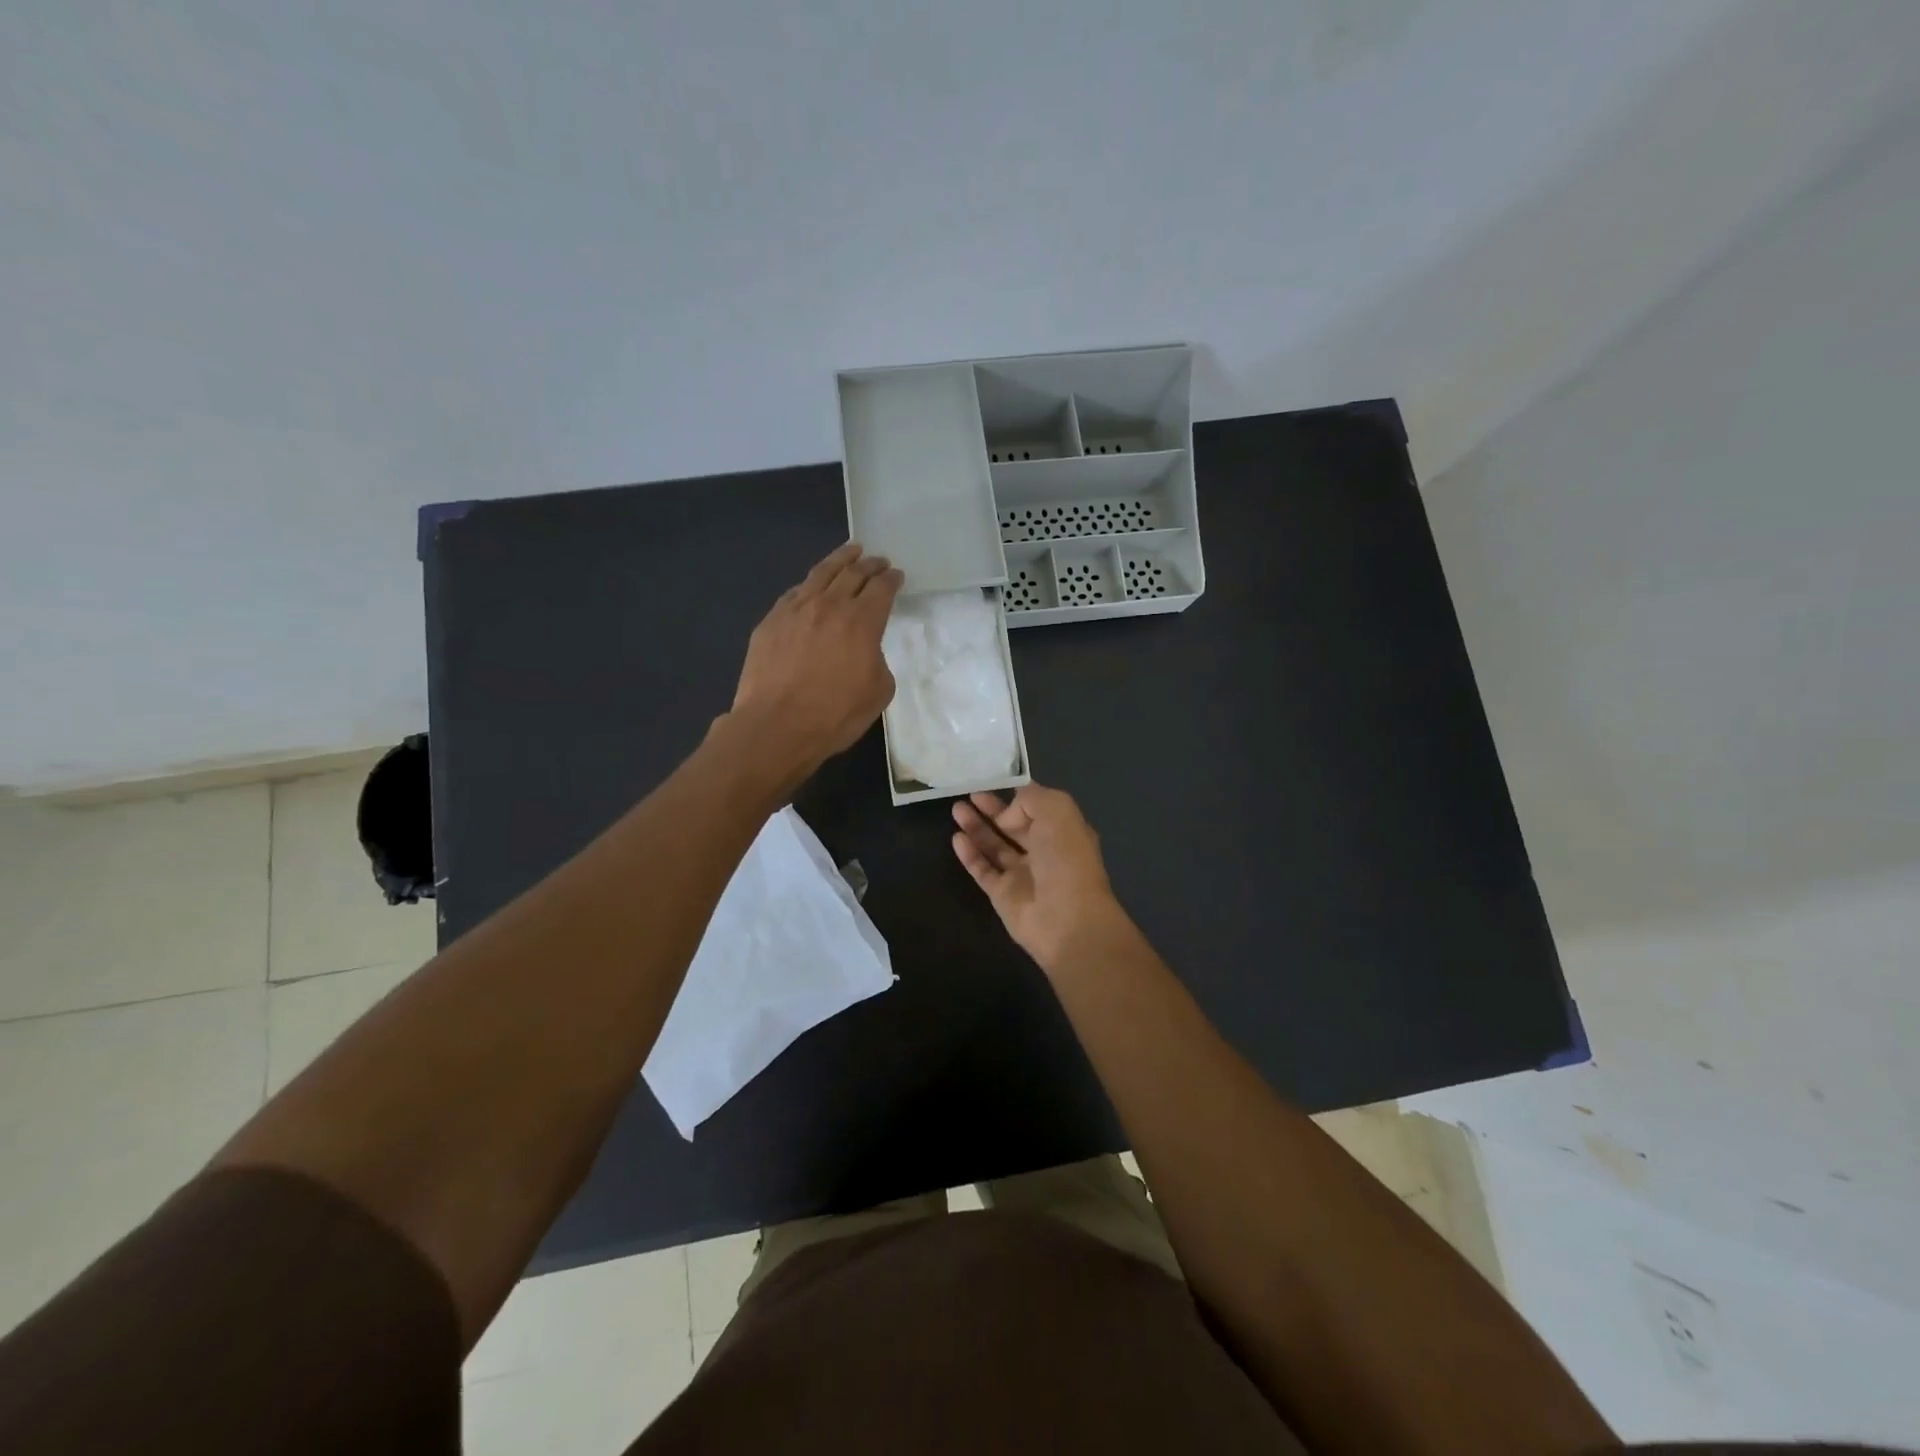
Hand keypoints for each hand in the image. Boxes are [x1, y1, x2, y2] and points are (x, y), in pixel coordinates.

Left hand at [730, 542, 903, 782]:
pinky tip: (812, 584)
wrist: (777, 726)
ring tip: (850, 551)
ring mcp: (796, 609)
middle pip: (853, 573)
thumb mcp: (878, 692)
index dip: (892, 579)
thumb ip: (878, 661)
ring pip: (821, 573)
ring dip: (840, 559)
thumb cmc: (834, 714)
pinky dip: (811, 583)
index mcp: (862, 621)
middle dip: (870, 564)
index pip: (881, 589)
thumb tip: (866, 650)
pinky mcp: (771, 621)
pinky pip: (795, 592)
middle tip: (878, 560)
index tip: (897, 576)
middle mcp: (830, 605)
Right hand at [951, 784, 1127, 972]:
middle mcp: (1044, 850)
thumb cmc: (1066, 859)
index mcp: (1063, 830)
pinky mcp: (1003, 895)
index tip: (994, 779)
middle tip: (970, 794)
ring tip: (956, 809)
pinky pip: (983, 869)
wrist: (1067, 918)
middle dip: (993, 809)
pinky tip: (956, 838)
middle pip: (1013, 825)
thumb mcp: (1057, 810)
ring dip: (977, 827)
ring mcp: (1022, 874)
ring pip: (995, 846)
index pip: (1037, 806)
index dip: (1017, 794)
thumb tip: (1006, 816)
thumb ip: (1029, 800)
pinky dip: (970, 854)